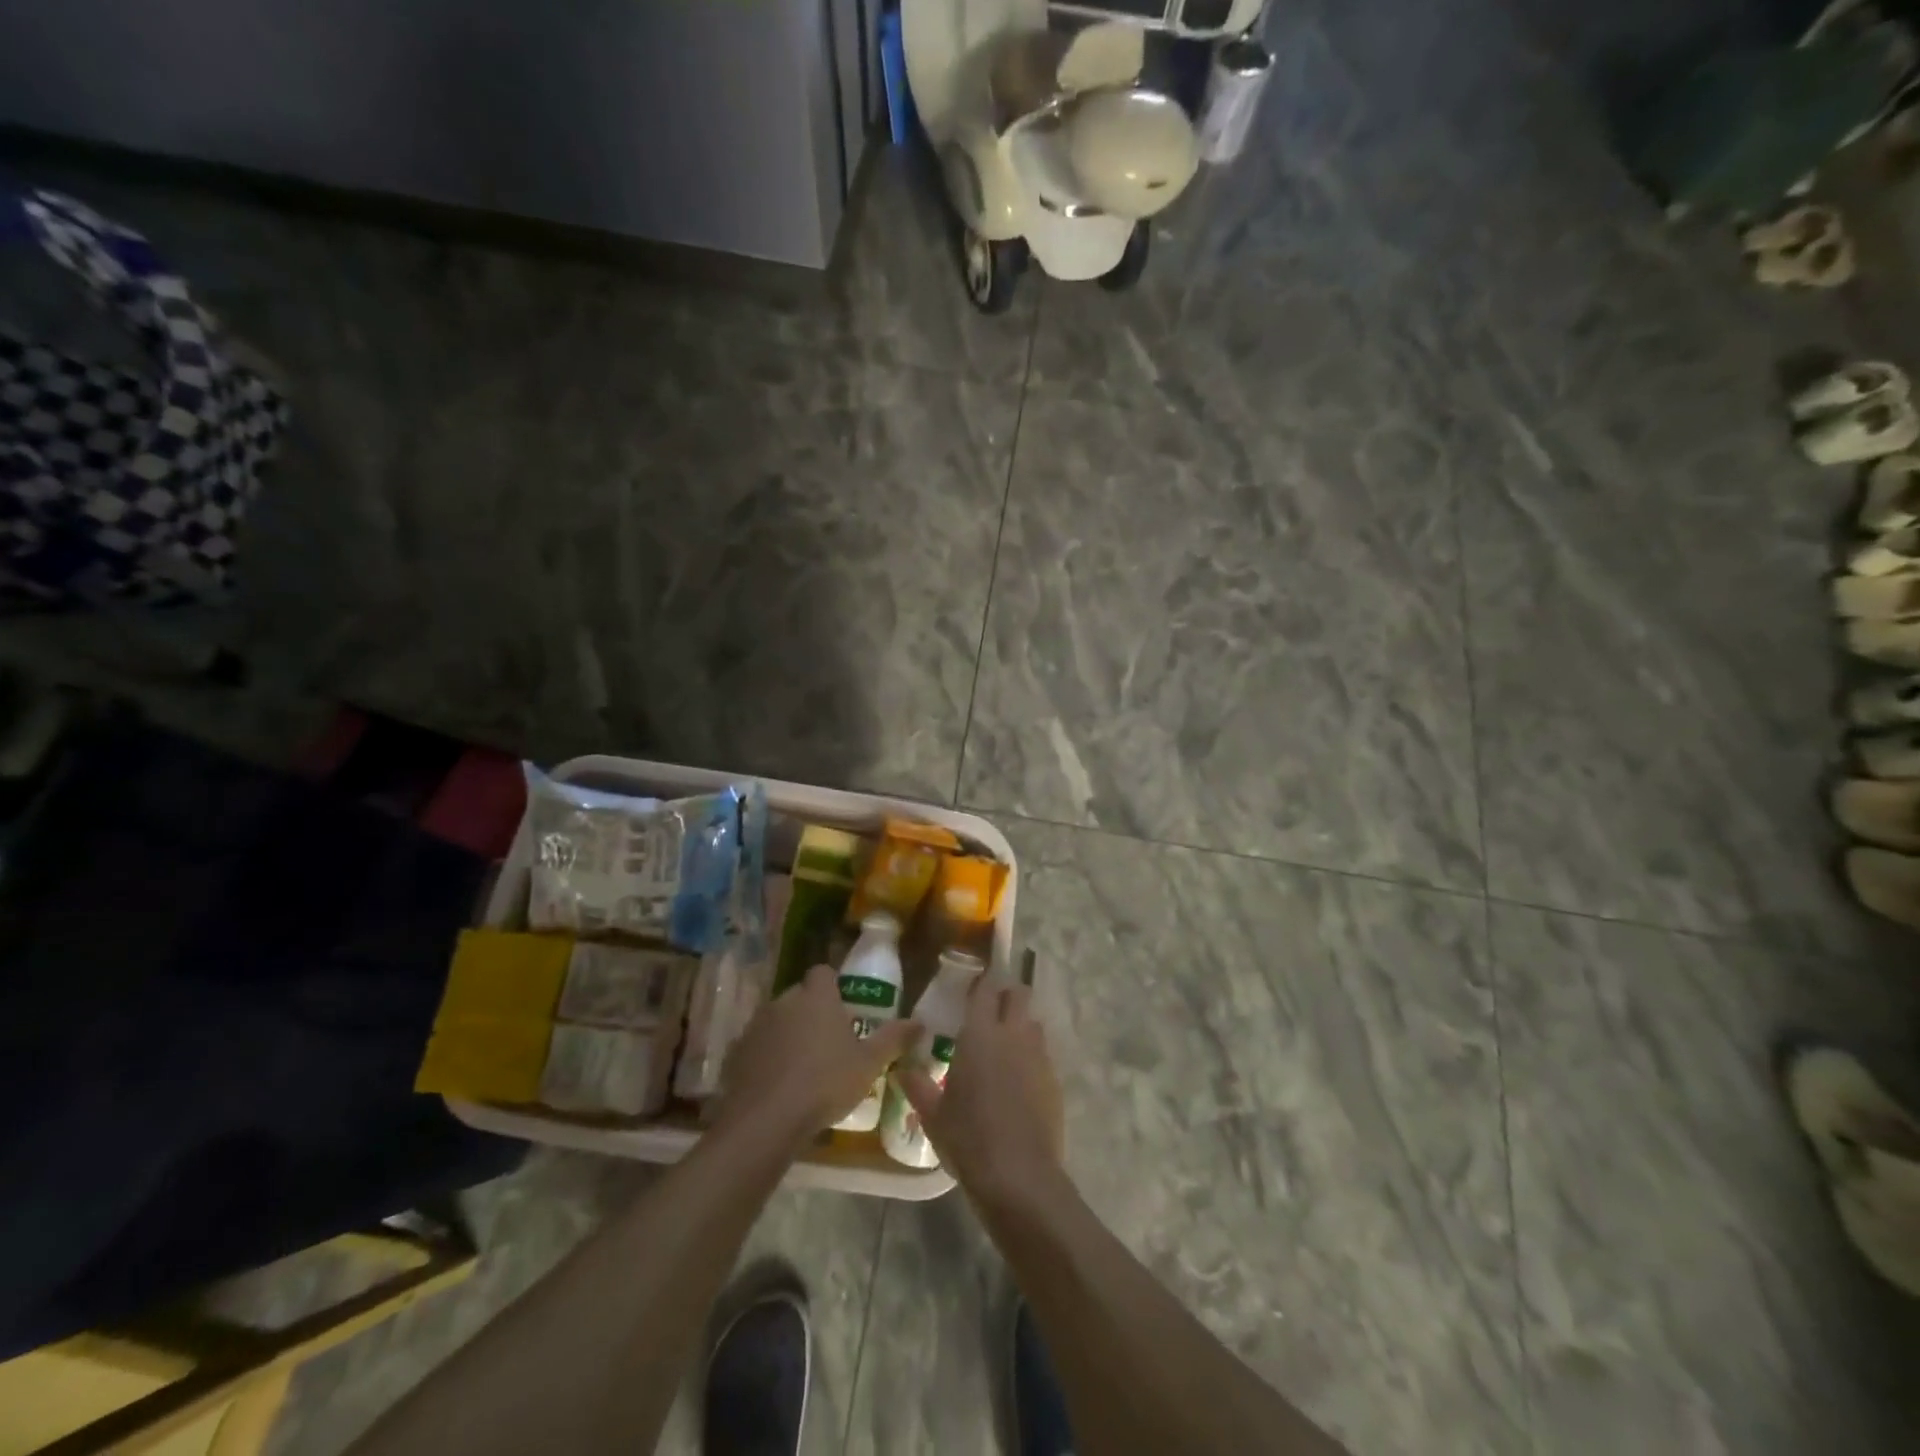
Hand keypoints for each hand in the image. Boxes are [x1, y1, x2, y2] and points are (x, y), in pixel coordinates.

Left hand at [714, 962, 918, 1148]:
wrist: (766, 1120)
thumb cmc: (825, 1083)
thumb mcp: (869, 1063)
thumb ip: (894, 1038)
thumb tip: (920, 1022)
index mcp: (816, 996)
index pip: (823, 972)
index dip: (833, 986)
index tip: (844, 1008)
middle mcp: (784, 1001)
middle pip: (800, 996)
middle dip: (812, 1011)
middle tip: (829, 1041)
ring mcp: (756, 1025)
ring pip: (777, 1020)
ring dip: (788, 1034)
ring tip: (803, 1066)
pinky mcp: (736, 1052)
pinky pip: (757, 1046)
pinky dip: (766, 1057)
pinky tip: (777, 1083)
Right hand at [894, 975, 1064, 1206]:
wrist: (1019, 1175)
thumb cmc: (968, 1138)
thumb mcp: (933, 1114)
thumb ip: (917, 1085)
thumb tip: (902, 1068)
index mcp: (981, 1033)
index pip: (986, 989)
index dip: (982, 982)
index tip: (974, 985)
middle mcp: (1013, 1034)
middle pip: (1019, 994)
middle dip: (1007, 995)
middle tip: (990, 1011)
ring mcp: (1038, 1055)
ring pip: (1033, 1023)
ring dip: (1021, 1025)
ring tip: (1004, 1047)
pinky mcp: (1054, 1079)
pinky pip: (1042, 1054)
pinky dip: (1031, 1057)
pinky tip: (1018, 1082)